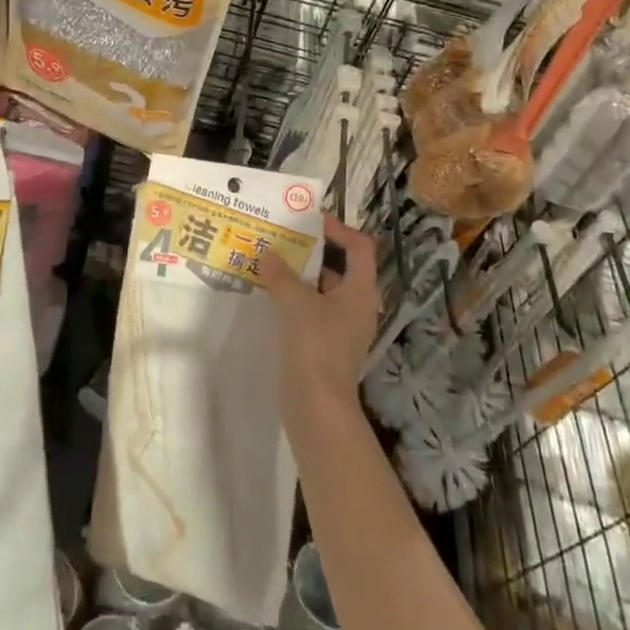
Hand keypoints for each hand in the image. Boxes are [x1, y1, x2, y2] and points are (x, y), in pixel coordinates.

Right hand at [259, 215, 380, 429]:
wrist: (318, 408)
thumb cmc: (316, 345)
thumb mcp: (296, 302)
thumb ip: (281, 274)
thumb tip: (267, 254)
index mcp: (361, 290)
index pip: (360, 247)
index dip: (339, 229)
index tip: (311, 222)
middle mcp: (358, 306)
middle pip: (341, 267)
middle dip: (314, 252)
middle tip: (285, 240)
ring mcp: (344, 329)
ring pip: (325, 291)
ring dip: (301, 277)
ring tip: (272, 265)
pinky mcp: (327, 347)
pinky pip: (314, 312)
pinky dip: (297, 300)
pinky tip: (272, 298)